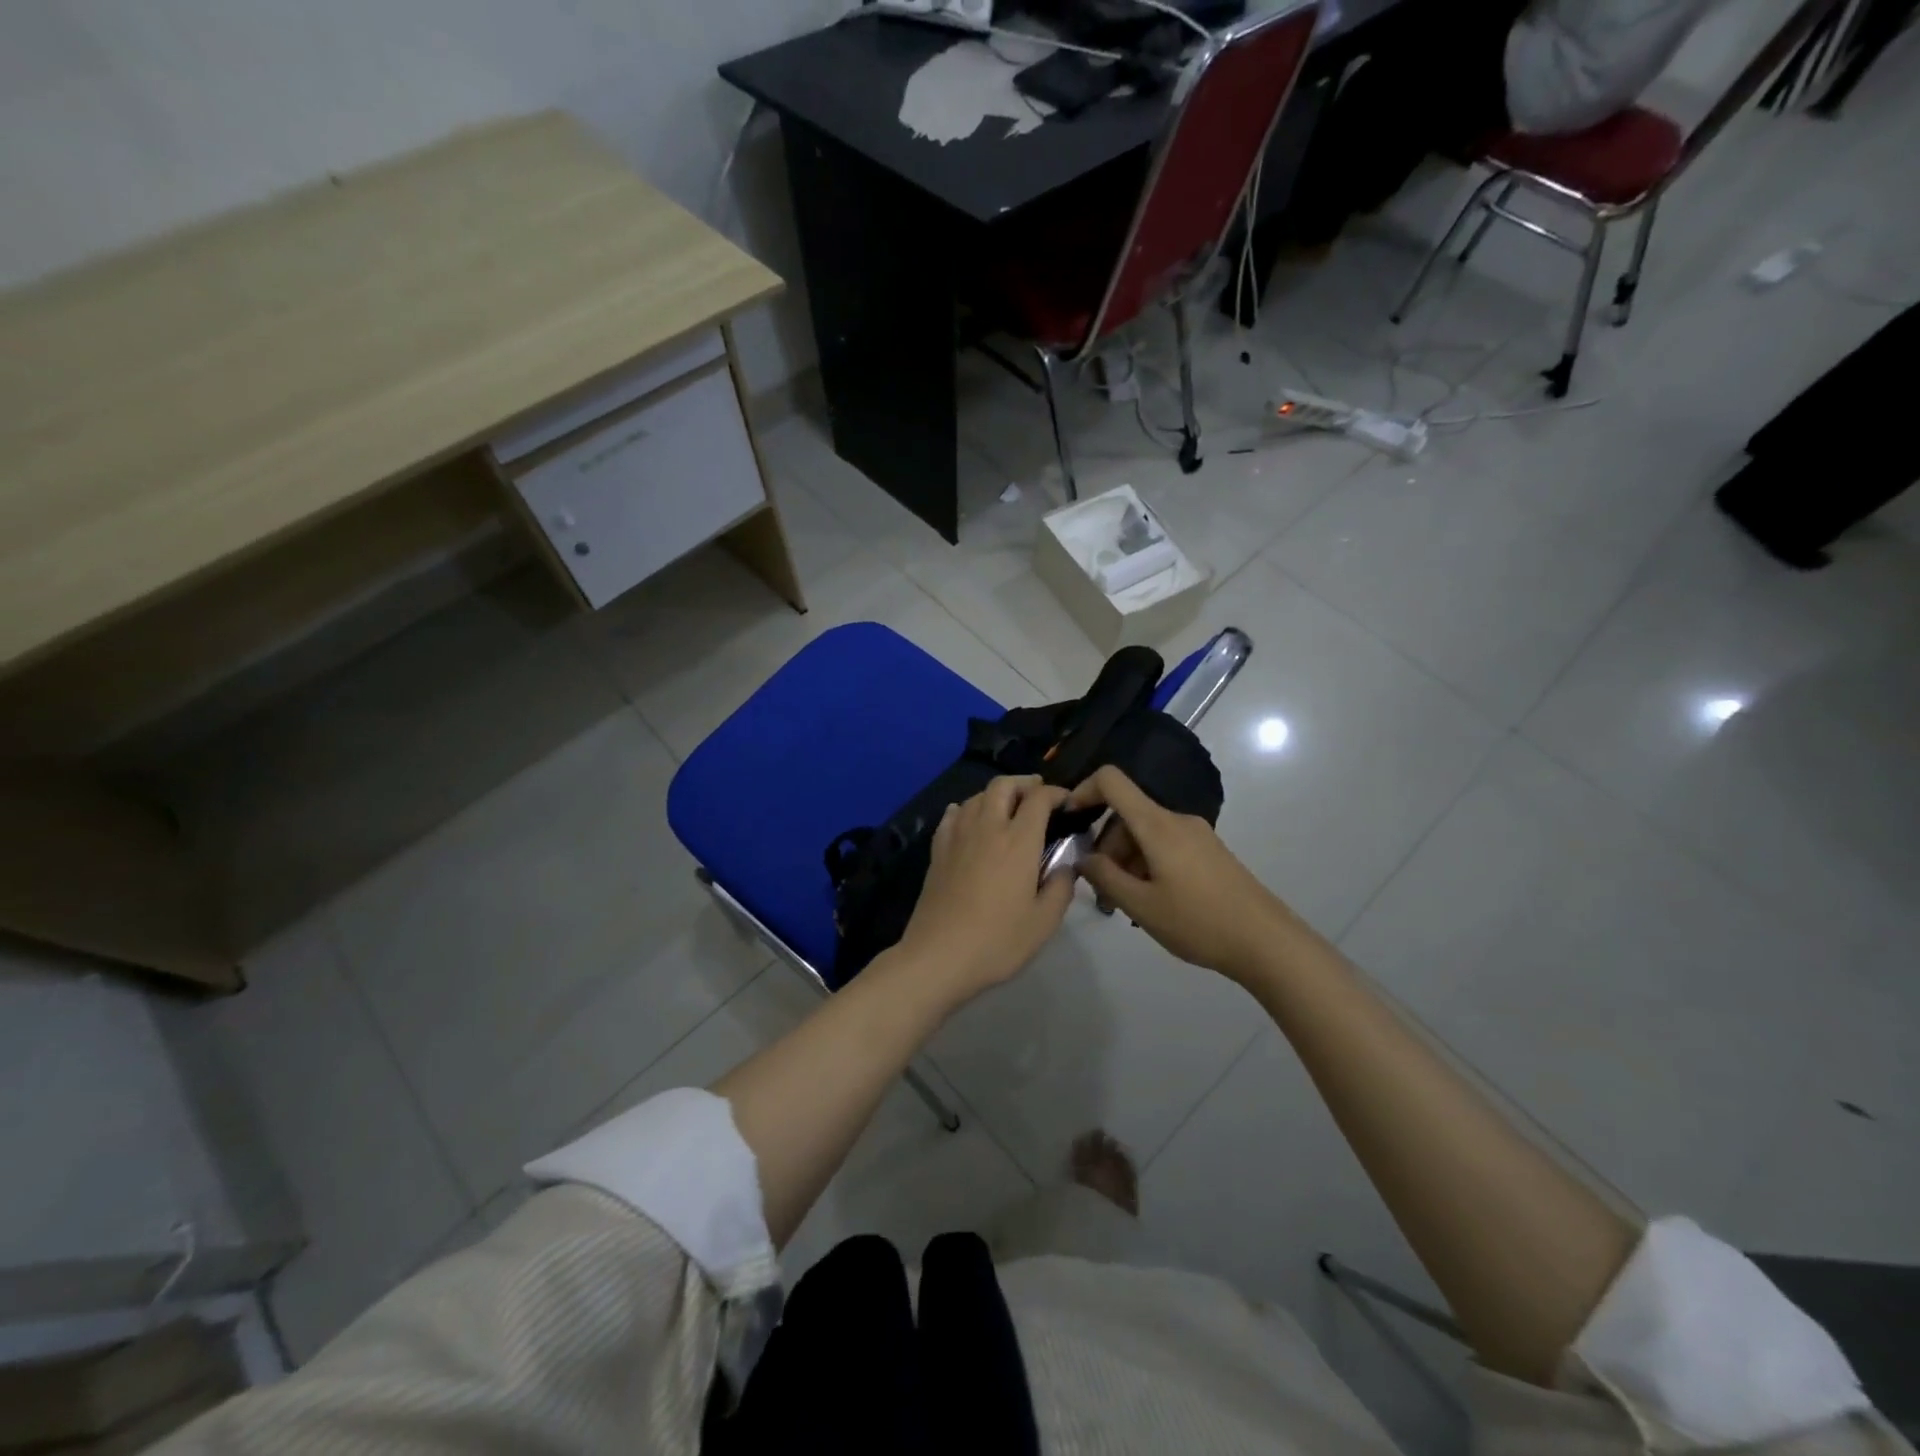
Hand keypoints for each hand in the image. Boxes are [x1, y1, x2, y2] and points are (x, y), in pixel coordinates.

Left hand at [894, 776, 1074, 1003]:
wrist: (938, 956)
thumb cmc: (997, 940)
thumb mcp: (1044, 922)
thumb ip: (1061, 887)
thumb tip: (1066, 866)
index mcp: (1018, 841)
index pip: (1039, 799)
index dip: (1056, 793)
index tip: (1066, 802)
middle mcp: (987, 828)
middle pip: (1003, 786)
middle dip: (1024, 783)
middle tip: (1038, 795)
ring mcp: (957, 837)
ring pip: (976, 797)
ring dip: (996, 794)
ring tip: (1008, 809)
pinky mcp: (937, 851)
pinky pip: (952, 816)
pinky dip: (966, 809)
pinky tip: (970, 821)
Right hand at [1068, 766, 1295, 980]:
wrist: (1267, 942)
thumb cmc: (1199, 922)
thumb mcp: (1141, 905)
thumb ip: (1105, 877)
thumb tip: (1083, 857)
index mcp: (1157, 824)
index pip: (1111, 780)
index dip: (1083, 790)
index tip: (1068, 821)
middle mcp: (1176, 820)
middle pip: (1126, 814)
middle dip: (1105, 846)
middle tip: (1101, 891)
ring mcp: (1195, 835)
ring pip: (1144, 834)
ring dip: (1125, 861)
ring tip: (1125, 905)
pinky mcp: (1208, 852)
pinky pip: (1164, 845)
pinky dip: (1146, 864)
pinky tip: (1151, 901)